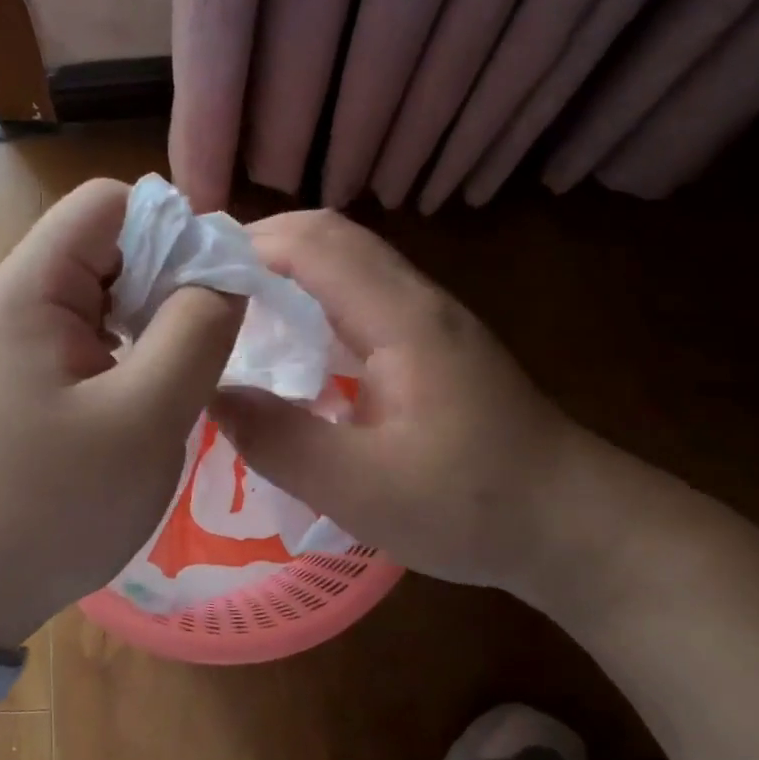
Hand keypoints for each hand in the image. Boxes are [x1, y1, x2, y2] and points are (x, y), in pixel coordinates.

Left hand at [0, 179, 243, 649]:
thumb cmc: (54, 506)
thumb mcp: (145, 418)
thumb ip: (196, 331)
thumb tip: (225, 274)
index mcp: (29, 290)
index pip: (108, 203)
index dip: (172, 228)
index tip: (214, 290)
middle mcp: (12, 301)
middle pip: (105, 245)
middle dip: (166, 279)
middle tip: (205, 343)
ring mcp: (12, 343)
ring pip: (100, 294)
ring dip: (149, 320)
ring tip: (178, 375)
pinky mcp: (19, 380)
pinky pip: (84, 337)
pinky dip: (125, 351)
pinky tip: (142, 397)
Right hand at [211, 210, 587, 597]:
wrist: (573, 524)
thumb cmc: (471, 506)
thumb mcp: (361, 489)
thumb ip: (278, 440)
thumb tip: (210, 395)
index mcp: (399, 319)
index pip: (312, 244)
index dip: (243, 246)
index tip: (185, 276)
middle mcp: (414, 300)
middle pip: (328, 235)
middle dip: (255, 246)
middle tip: (195, 288)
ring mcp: (426, 317)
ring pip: (343, 260)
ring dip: (281, 267)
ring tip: (225, 307)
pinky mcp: (429, 341)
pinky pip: (356, 293)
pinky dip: (307, 295)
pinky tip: (283, 341)